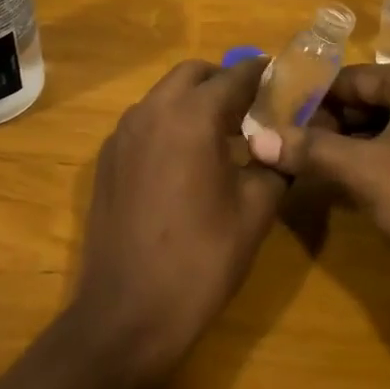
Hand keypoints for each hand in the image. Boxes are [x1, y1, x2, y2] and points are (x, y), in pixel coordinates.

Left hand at [70, 57, 285, 377]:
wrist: (128, 315)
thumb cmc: (201, 260)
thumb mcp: (255, 211)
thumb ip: (274, 163)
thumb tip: (282, 143)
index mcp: (192, 117)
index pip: (235, 76)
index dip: (262, 73)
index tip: (282, 77)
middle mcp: (152, 112)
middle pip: (193, 74)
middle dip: (224, 81)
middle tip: (252, 107)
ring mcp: (123, 135)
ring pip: (165, 95)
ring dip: (194, 100)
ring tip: (222, 134)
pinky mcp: (107, 160)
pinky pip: (145, 122)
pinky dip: (170, 123)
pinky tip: (187, 159)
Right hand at [257, 62, 389, 304]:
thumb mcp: (363, 174)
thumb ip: (310, 151)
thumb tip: (257, 138)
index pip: (352, 78)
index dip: (313, 102)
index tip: (279, 124)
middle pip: (373, 98)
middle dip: (334, 125)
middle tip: (297, 152)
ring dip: (356, 143)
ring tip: (321, 169)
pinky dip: (385, 156)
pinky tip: (362, 182)